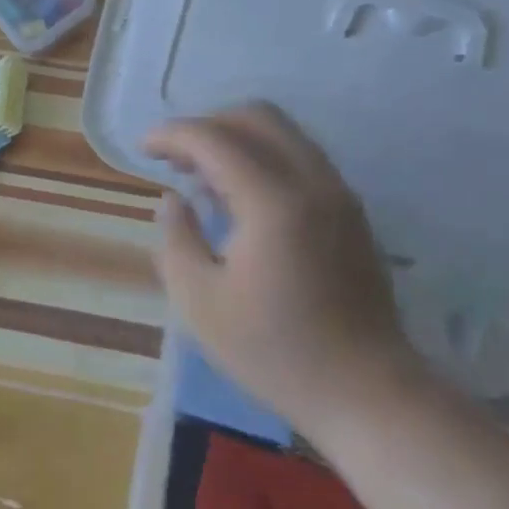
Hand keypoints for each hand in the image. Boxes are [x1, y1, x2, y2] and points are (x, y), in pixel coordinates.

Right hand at [145, 103, 423, 435]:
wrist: (366, 392)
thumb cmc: (273, 351)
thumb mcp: (199, 302)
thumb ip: (176, 239)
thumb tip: (173, 199)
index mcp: (273, 202)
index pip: (214, 138)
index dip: (171, 134)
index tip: (142, 149)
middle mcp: (313, 182)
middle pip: (257, 116)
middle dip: (207, 125)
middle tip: (174, 158)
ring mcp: (339, 194)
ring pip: (284, 133)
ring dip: (236, 139)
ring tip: (201, 178)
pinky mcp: (351, 212)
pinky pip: (301, 158)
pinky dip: (263, 158)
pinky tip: (240, 199)